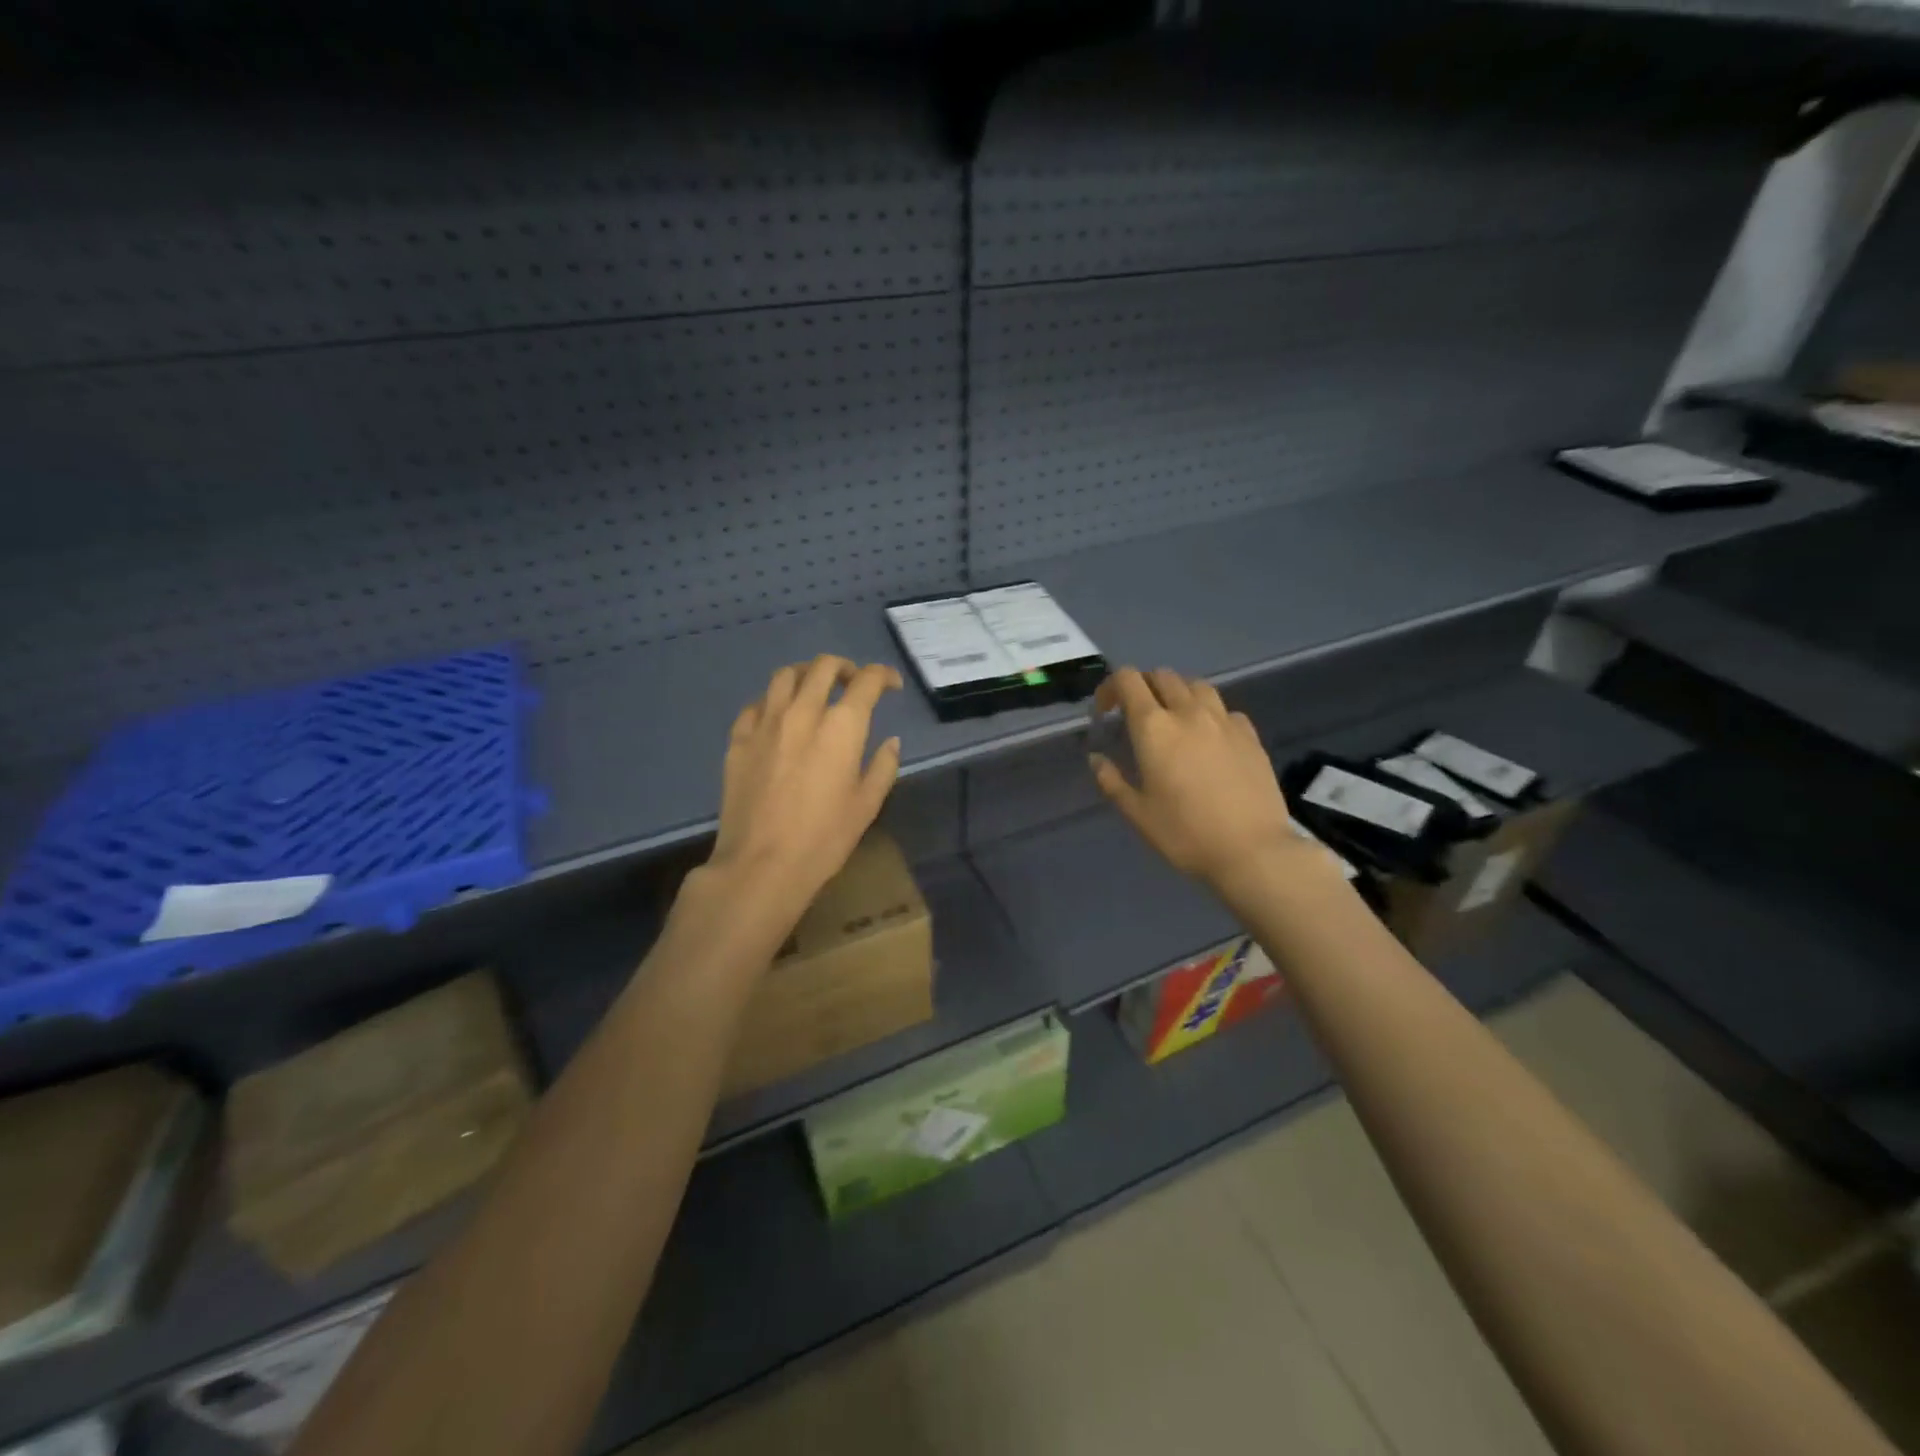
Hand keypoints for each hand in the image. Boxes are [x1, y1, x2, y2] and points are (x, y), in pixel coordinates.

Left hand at [710, 655, 902, 910]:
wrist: (761, 865)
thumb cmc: (824, 839)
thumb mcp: (867, 805)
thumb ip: (883, 766)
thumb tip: (890, 742)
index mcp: (842, 726)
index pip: (866, 681)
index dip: (882, 675)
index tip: (891, 686)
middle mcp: (802, 712)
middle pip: (823, 666)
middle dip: (845, 668)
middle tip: (853, 684)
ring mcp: (765, 723)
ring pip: (784, 676)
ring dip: (806, 675)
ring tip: (814, 691)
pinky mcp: (738, 739)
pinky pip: (756, 704)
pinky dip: (773, 702)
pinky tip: (778, 718)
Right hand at [1089, 667, 1299, 889]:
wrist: (1252, 850)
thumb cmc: (1185, 833)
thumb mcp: (1137, 813)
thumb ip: (1112, 781)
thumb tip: (1096, 759)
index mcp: (1154, 728)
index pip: (1128, 680)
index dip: (1110, 688)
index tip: (1105, 712)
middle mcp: (1188, 712)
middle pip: (1162, 676)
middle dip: (1143, 686)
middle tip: (1135, 714)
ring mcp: (1223, 720)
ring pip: (1196, 685)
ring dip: (1177, 693)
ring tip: (1173, 718)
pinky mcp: (1250, 734)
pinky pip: (1224, 709)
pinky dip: (1209, 713)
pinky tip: (1208, 737)